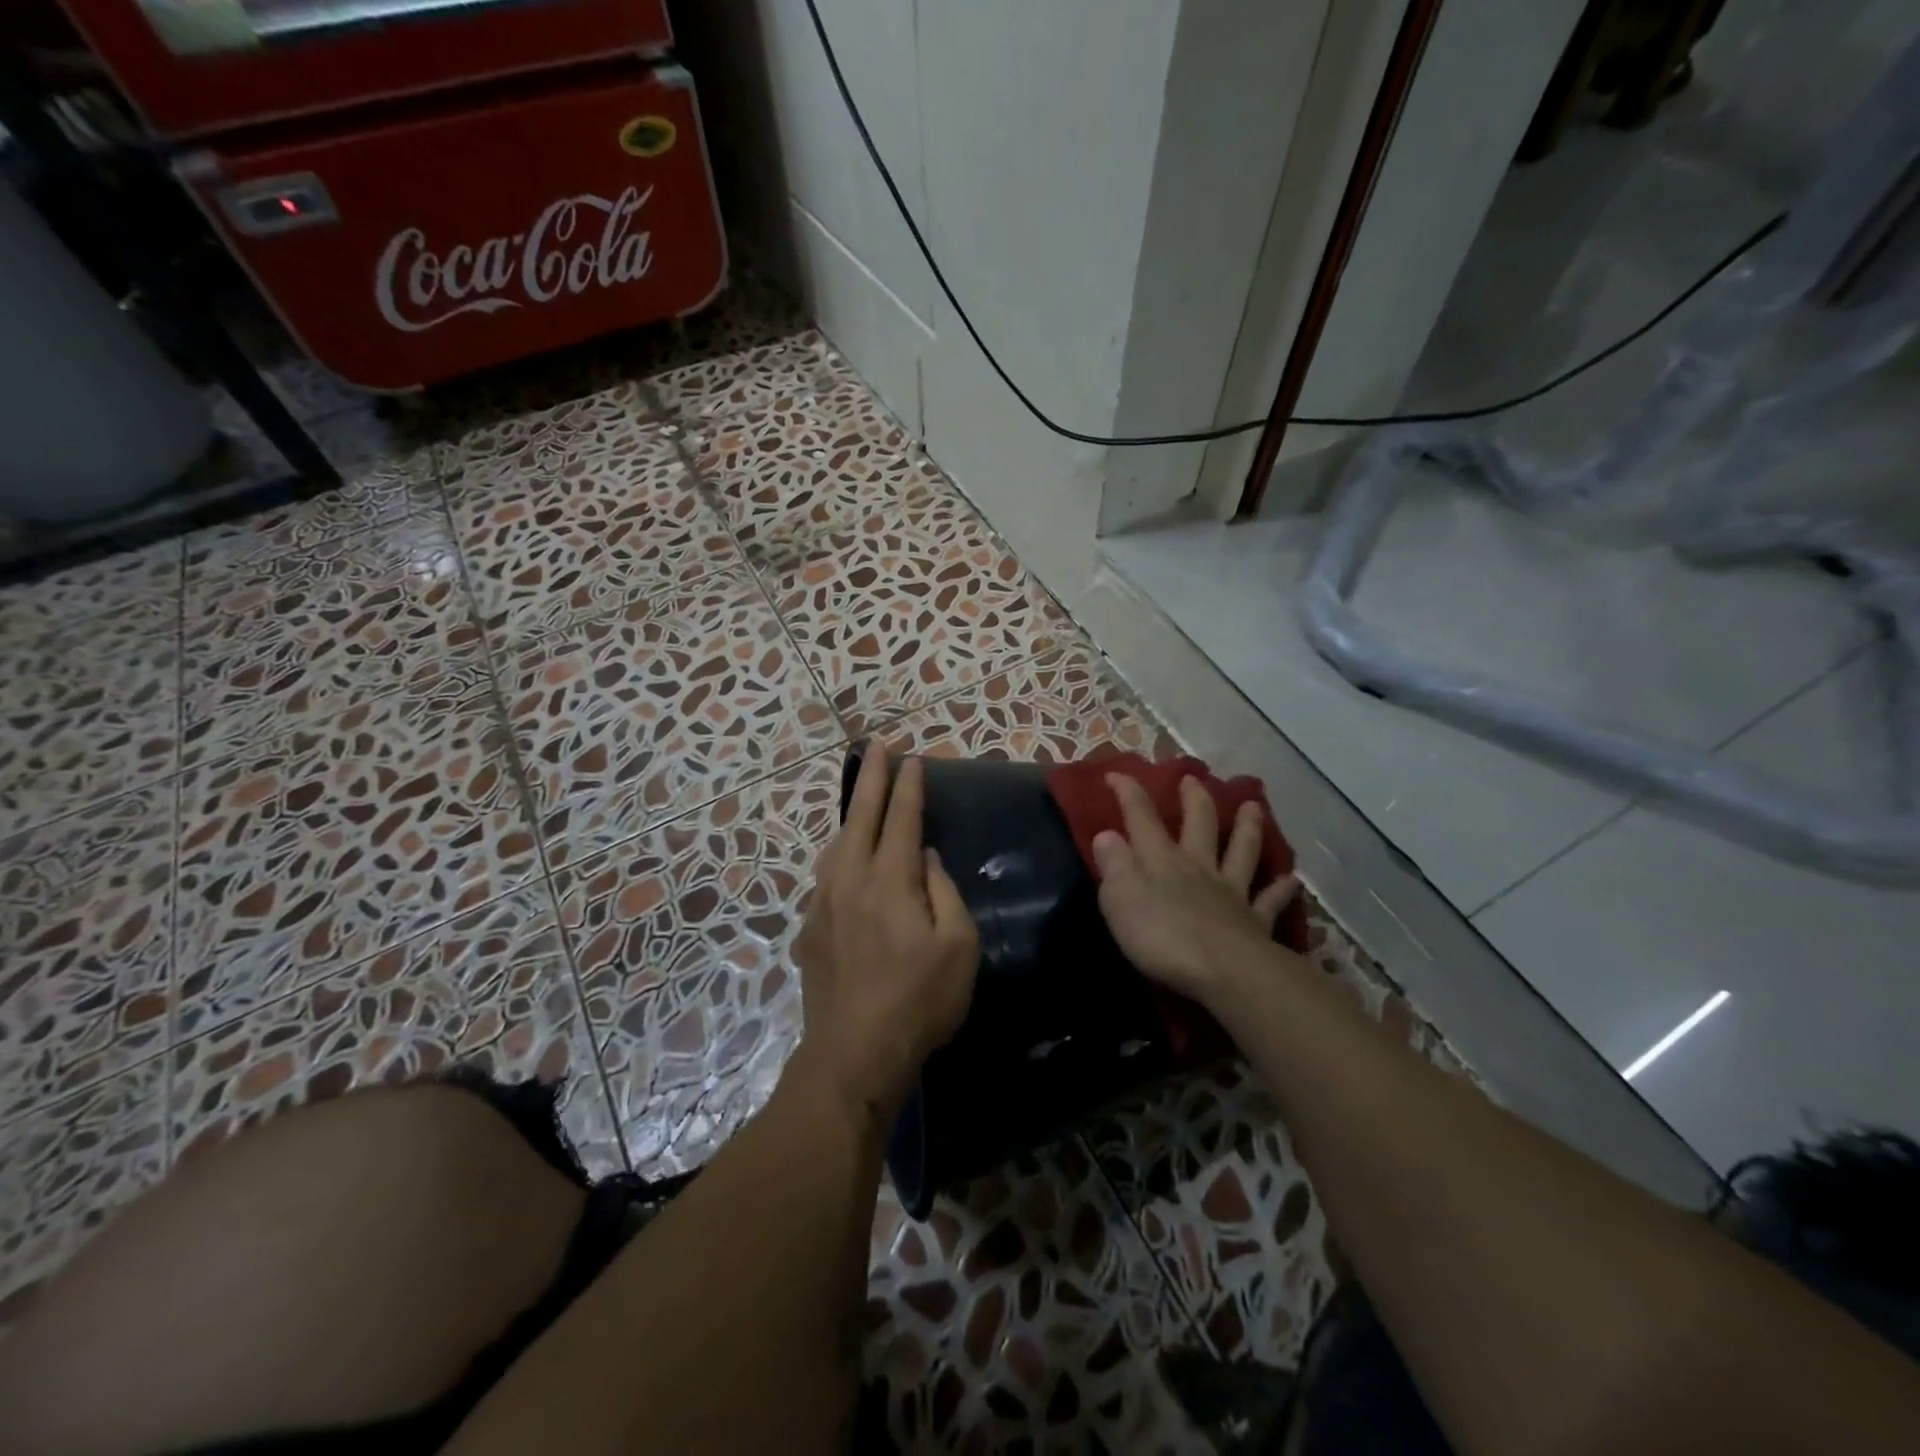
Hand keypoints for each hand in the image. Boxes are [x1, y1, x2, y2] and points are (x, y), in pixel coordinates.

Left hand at [791, 748, 979, 1128]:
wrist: (853, 1054)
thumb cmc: (919, 1000)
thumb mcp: (957, 946)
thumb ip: (942, 891)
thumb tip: (923, 856)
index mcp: (890, 880)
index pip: (901, 818)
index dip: (908, 787)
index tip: (913, 760)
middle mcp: (850, 880)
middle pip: (861, 816)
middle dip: (871, 778)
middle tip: (875, 746)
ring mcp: (823, 903)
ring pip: (836, 843)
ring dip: (850, 813)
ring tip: (859, 796)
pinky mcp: (809, 929)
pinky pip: (824, 875)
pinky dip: (837, 853)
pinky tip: (842, 859)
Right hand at [1092, 774, 1302, 1011]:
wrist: (1224, 972)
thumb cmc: (1162, 936)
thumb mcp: (1120, 899)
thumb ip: (1114, 865)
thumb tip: (1106, 834)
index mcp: (1162, 860)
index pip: (1141, 818)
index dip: (1128, 793)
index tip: (1116, 773)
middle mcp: (1198, 867)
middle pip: (1198, 825)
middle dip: (1194, 799)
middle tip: (1194, 779)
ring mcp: (1231, 893)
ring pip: (1241, 851)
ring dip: (1246, 828)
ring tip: (1253, 806)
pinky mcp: (1255, 923)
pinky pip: (1269, 900)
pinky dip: (1280, 888)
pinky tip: (1291, 879)